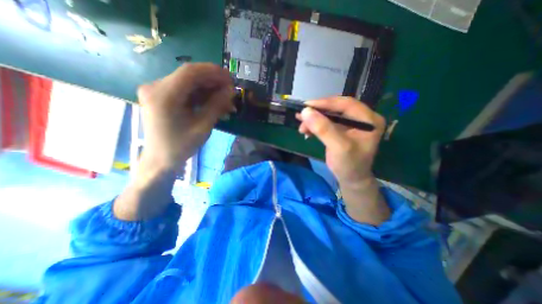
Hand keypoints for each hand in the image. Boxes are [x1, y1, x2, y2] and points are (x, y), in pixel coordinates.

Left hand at [137, 63, 233, 172]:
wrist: (161, 158)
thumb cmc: (181, 146)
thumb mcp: (203, 127)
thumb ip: (217, 106)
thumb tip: (231, 91)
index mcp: (163, 96)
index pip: (190, 72)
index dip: (213, 72)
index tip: (230, 78)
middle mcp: (155, 87)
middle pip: (189, 75)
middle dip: (213, 80)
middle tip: (230, 89)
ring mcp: (157, 90)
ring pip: (189, 82)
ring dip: (209, 88)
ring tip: (226, 98)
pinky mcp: (162, 96)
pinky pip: (185, 90)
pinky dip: (201, 94)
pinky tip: (214, 101)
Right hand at [296, 97, 384, 186]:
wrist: (350, 179)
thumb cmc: (350, 165)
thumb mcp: (338, 147)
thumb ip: (323, 129)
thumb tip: (305, 112)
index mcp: (368, 119)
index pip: (346, 104)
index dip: (325, 103)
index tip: (306, 106)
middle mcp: (361, 118)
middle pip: (336, 108)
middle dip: (317, 112)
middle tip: (301, 115)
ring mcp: (350, 124)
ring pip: (329, 115)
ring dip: (314, 120)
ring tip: (301, 127)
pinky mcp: (341, 130)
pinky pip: (326, 123)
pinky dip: (315, 125)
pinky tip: (306, 130)